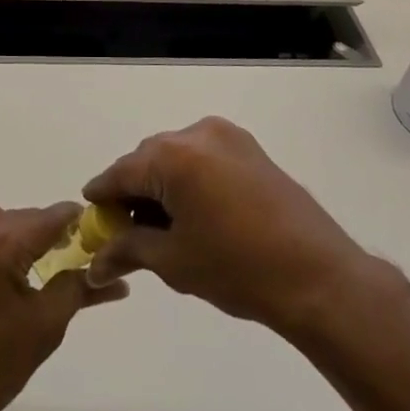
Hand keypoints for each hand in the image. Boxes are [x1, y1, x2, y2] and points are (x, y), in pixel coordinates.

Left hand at [0, 195, 127, 410]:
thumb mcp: (44, 326)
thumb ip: (77, 288)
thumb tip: (113, 275)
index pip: (49, 217)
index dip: (75, 223)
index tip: (92, 234)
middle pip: (20, 215)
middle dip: (42, 234)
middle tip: (58, 262)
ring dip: (9, 229)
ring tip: (19, 267)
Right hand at [84, 117, 385, 335]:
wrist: (318, 277)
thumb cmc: (238, 269)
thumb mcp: (173, 261)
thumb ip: (127, 249)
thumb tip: (93, 263)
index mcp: (173, 156)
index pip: (120, 172)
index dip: (102, 197)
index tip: (91, 219)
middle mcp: (197, 134)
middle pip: (148, 159)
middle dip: (133, 192)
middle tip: (128, 232)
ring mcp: (228, 137)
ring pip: (176, 156)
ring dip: (162, 184)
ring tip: (164, 227)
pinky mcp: (250, 149)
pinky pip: (204, 157)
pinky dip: (190, 179)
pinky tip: (195, 213)